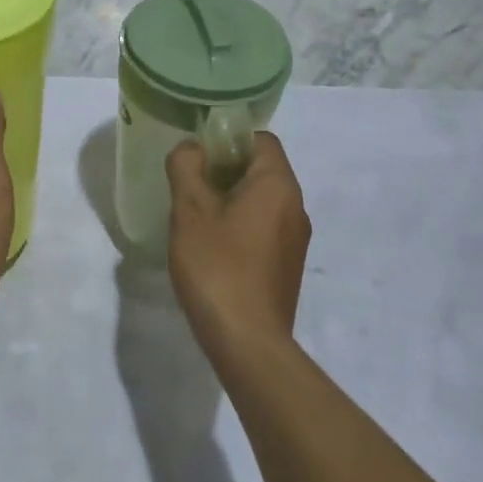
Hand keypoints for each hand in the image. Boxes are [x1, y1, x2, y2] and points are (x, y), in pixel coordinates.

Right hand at [165, 131, 310, 351]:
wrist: (247, 342)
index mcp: (278, 185)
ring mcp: (295, 240)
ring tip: (195, 216)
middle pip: (262, 169)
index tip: (198, 155)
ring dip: (230, 199)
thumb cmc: (218, 266)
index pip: (261, 140)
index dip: (228, 139)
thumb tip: (191, 148)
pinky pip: (264, 228)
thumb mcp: (190, 211)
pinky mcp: (287, 266)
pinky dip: (240, 225)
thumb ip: (187, 168)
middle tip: (189, 184)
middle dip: (225, 169)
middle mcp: (296, 207)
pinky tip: (212, 247)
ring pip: (262, 200)